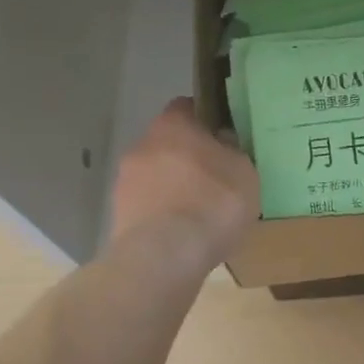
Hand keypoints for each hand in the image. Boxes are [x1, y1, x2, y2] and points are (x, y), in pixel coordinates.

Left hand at [107, 98, 259, 271]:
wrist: (165, 256)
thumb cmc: (212, 202)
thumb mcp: (245, 172)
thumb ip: (234, 152)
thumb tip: (223, 145)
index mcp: (173, 125)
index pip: (187, 107)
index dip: (206, 120)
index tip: (223, 138)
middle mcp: (142, 145)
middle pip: (169, 143)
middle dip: (189, 157)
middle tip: (216, 177)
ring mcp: (125, 181)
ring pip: (156, 175)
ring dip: (174, 187)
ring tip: (200, 212)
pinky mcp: (119, 215)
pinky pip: (148, 206)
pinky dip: (163, 214)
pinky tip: (183, 233)